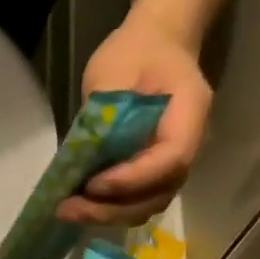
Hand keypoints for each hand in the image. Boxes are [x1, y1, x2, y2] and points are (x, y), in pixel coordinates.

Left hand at [60, 12, 213, 226]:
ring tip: (68, 210)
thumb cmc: (136, 51)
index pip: (171, 159)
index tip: (92, 183)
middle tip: (69, 208)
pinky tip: (79, 205)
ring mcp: (173, 163)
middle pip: (159, 193)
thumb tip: (79, 157)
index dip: (132, 179)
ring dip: (108, 214)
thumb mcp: (113, 70)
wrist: (158, 43)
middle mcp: (191, 146)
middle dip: (112, 208)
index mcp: (190, 113)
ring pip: (148, 204)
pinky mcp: (155, 172)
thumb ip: (102, 114)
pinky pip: (138, 200)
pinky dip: (110, 208)